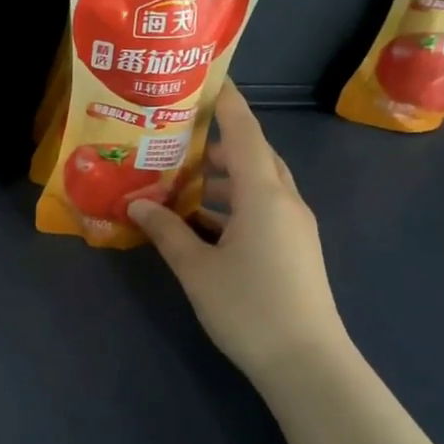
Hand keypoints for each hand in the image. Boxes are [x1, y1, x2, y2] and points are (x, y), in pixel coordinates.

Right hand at [128, 91, 347, 383]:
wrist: (306, 362)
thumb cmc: (248, 308)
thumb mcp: (196, 269)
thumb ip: (166, 231)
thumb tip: (136, 202)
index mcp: (263, 195)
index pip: (243, 133)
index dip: (226, 103)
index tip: (207, 80)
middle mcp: (285, 201)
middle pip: (255, 155)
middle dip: (220, 142)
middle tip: (180, 137)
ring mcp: (295, 226)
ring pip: (261, 184)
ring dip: (227, 176)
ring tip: (186, 180)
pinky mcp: (296, 248)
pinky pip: (265, 208)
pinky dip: (236, 203)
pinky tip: (207, 222)